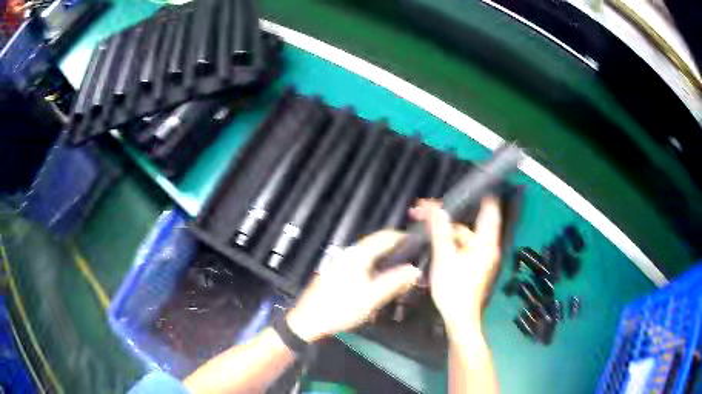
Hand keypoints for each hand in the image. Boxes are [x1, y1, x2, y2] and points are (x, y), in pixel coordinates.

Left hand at [286, 231, 421, 341]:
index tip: (420, 243)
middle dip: (396, 247)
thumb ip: (395, 282)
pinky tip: (380, 278)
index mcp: (358, 254)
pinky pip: (362, 262)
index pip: (386, 236)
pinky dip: (375, 265)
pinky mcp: (337, 271)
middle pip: (377, 243)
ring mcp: (341, 261)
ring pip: (369, 253)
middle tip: (414, 258)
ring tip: (401, 269)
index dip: (404, 237)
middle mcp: (349, 253)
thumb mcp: (372, 298)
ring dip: (386, 257)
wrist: (308, 320)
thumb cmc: (341, 308)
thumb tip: (416, 270)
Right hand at [410, 198, 501, 335]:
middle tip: (424, 209)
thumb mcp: (445, 260)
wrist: (459, 320)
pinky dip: (448, 243)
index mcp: (485, 244)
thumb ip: (441, 233)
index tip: (469, 185)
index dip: (482, 196)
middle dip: (447, 217)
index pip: (490, 211)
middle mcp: (486, 248)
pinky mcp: (473, 267)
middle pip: (467, 226)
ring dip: (444, 231)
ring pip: (462, 237)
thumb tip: (437, 210)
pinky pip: (461, 248)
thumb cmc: (455, 291)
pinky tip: (432, 242)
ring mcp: (480, 259)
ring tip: (422, 225)